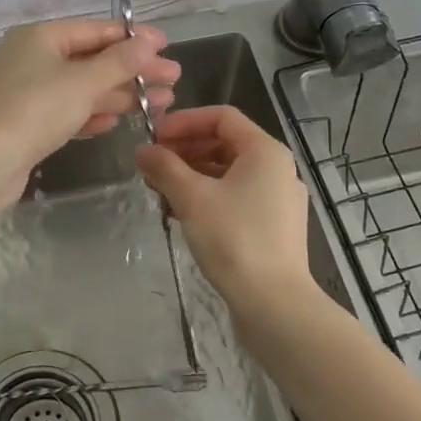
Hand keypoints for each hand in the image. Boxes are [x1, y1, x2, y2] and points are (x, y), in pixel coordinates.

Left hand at [0, 19, 178, 203]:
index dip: (133, 39)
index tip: (166, 46)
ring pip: (83, 88)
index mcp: (40, 37)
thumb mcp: (83, 82)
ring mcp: (28, 92)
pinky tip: (117, 123)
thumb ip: (119, 62)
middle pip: (92, 61)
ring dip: (119, 95)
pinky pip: (68, 112)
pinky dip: (92, 114)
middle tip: (173, 80)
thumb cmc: (36, 110)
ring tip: (159, 103)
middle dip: (133, 71)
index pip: (95, 31)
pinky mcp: (27, 123)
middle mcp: (32, 59)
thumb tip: (149, 41)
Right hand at [135, 106, 314, 313]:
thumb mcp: (192, 197)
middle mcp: (277, 168)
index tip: (153, 137)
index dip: (184, 121)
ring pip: (228, 173)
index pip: (222, 117)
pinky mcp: (274, 226)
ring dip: (192, 176)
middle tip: (151, 166)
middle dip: (184, 151)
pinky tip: (180, 214)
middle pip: (225, 144)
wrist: (274, 303)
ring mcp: (278, 199)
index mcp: (265, 151)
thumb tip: (142, 150)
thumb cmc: (234, 239)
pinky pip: (236, 197)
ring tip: (160, 191)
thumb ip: (164, 167)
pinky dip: (207, 197)